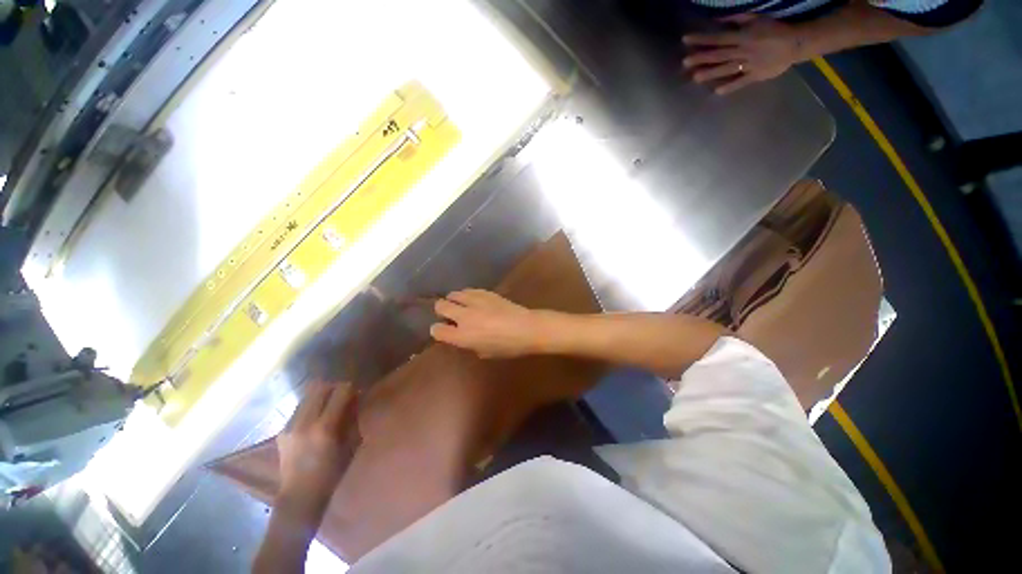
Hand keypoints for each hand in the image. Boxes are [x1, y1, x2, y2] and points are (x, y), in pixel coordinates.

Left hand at [277, 381, 359, 505]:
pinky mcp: (282, 431)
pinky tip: (316, 418)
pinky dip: (311, 407)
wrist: (301, 495)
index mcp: (325, 427)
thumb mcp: (352, 443)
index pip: (339, 392)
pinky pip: (299, 409)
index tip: (356, 392)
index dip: (350, 388)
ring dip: (321, 395)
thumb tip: (355, 398)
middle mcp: (304, 423)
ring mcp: (290, 426)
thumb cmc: (333, 471)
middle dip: (334, 387)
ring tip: (330, 404)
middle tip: (343, 395)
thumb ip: (353, 417)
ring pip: (307, 395)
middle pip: (319, 388)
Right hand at [430, 289, 548, 358]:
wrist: (526, 328)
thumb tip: (464, 336)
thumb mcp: (485, 352)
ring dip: (454, 300)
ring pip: (453, 294)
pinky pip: (469, 290)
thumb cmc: (507, 346)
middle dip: (441, 310)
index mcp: (462, 336)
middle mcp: (463, 316)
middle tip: (449, 314)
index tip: (442, 330)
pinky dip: (467, 295)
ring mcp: (474, 302)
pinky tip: (474, 299)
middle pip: (440, 306)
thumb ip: (469, 344)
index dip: (437, 330)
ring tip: (461, 305)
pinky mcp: (485, 292)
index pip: (437, 330)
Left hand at [683, 14, 807, 94]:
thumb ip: (736, 19)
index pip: (717, 38)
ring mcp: (749, 64)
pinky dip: (730, 86)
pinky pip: (741, 81)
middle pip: (719, 55)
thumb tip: (716, 19)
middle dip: (701, 58)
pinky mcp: (755, 75)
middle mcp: (743, 51)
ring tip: (695, 77)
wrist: (796, 43)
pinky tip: (717, 91)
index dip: (701, 39)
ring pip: (726, 68)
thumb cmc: (774, 29)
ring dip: (710, 73)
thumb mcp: (756, 18)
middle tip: (685, 62)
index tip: (686, 40)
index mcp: (742, 37)